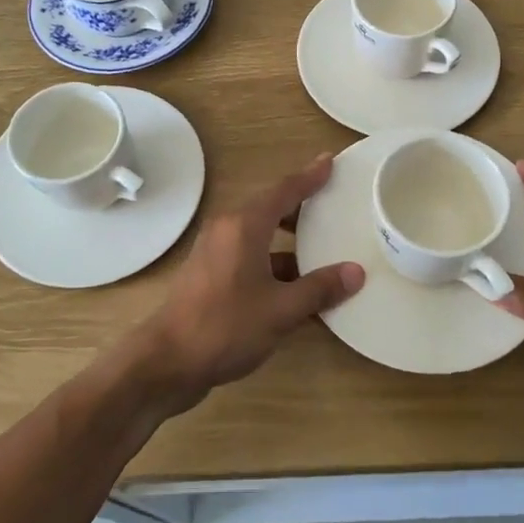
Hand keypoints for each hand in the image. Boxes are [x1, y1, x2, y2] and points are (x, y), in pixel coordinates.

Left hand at [131, 152, 363, 412]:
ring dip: (289, 242)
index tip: (329, 161)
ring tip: (323, 250)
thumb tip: (356, 272)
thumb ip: (319, 289)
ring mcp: (215, 253)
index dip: (309, 176)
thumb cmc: (225, 327)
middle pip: (270, 209)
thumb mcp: (281, 310)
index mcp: (244, 226)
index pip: (284, 190)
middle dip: (301, 208)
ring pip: (260, 236)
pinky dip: (274, 264)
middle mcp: (227, 230)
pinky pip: (250, 257)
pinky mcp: (210, 276)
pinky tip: (297, 288)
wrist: (167, 362)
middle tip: (332, 205)